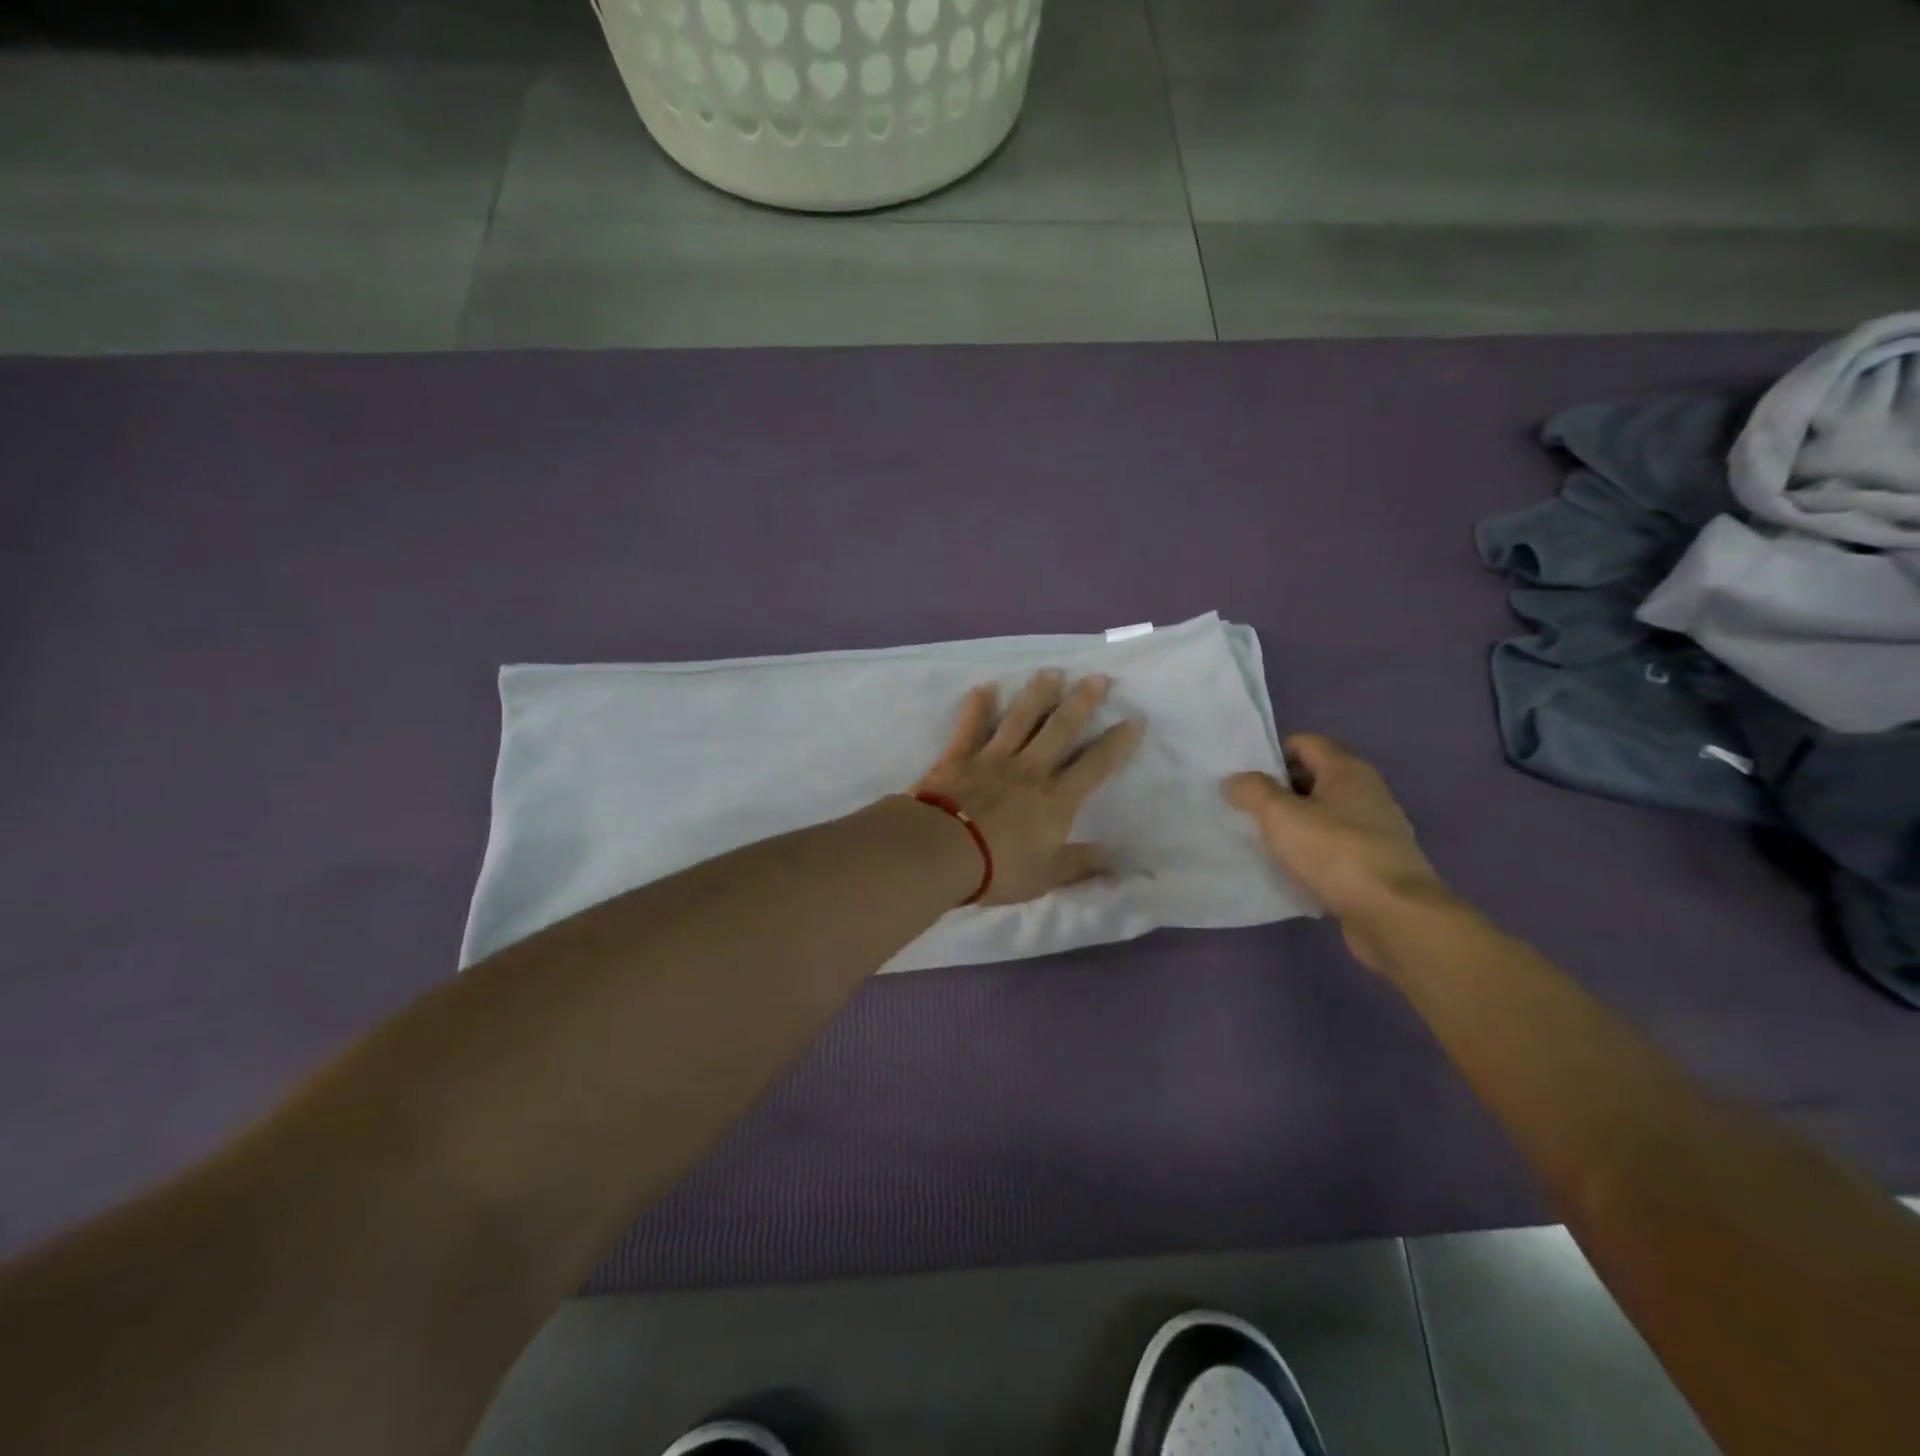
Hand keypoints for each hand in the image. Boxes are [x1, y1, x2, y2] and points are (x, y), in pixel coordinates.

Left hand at [912, 671, 1144, 906]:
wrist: (940, 851)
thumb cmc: (997, 868)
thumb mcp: (1046, 876)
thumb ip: (1081, 865)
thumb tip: (1118, 860)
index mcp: (1056, 799)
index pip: (1095, 766)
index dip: (1116, 743)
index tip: (1133, 720)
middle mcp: (1029, 770)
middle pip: (1060, 729)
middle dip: (1081, 702)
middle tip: (1097, 677)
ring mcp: (992, 759)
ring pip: (1019, 718)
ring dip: (1037, 694)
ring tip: (1051, 672)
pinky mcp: (959, 757)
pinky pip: (971, 726)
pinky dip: (978, 706)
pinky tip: (985, 687)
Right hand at [1223, 734, 1451, 966]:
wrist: (1393, 915)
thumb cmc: (1335, 853)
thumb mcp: (1280, 815)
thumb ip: (1252, 791)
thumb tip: (1235, 780)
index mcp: (1347, 770)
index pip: (1304, 743)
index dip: (1271, 756)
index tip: (1244, 780)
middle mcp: (1367, 793)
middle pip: (1313, 779)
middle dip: (1279, 792)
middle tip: (1245, 811)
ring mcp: (1376, 831)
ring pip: (1323, 816)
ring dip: (1294, 826)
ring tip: (1262, 842)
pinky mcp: (1376, 865)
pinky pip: (1334, 848)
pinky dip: (1312, 854)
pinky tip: (1291, 871)